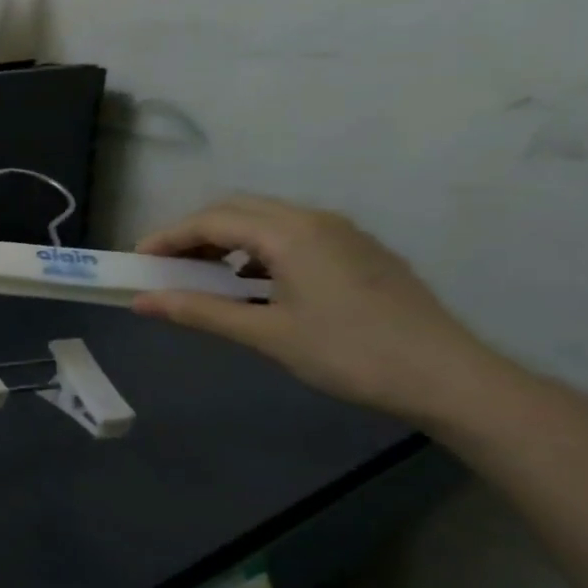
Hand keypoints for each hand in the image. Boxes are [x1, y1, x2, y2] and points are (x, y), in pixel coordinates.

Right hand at [131, 195, 505, 427]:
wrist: (450, 378)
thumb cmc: (350, 353)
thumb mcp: (266, 334)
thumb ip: (200, 312)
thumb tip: (142, 302)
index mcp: (291, 233)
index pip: (212, 220)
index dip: (168, 237)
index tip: (137, 260)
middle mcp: (316, 220)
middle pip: (238, 209)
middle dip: (195, 232)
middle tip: (166, 265)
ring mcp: (343, 234)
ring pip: (268, 220)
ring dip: (227, 240)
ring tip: (204, 275)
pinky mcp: (360, 253)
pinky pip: (293, 235)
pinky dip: (258, 250)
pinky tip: (252, 284)